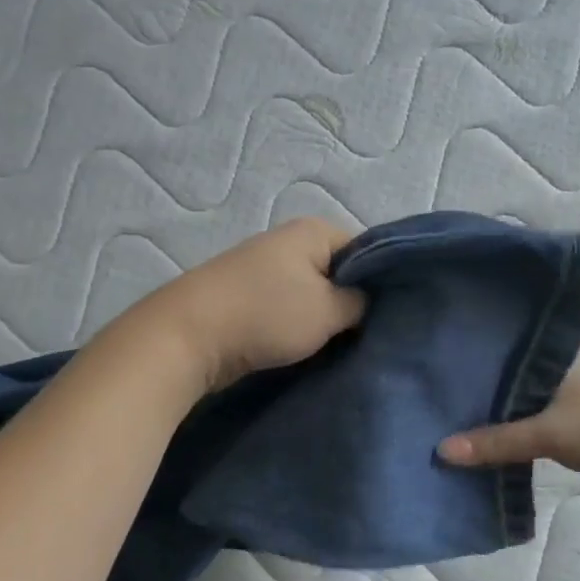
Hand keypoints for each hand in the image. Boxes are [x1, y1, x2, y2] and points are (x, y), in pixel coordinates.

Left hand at [140, 218, 366, 393]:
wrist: (188, 337)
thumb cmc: (266, 315)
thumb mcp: (329, 311)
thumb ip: (361, 303)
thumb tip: (371, 303)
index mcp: (313, 231)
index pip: (366, 250)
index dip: (381, 281)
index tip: (391, 314)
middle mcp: (288, 242)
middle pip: (338, 272)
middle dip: (352, 302)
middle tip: (370, 335)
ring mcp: (263, 269)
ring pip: (312, 294)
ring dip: (324, 319)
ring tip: (342, 346)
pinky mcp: (246, 297)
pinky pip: (287, 308)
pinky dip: (298, 327)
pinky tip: (308, 349)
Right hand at [437, 349, 579, 493]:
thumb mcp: (547, 433)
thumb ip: (496, 442)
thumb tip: (441, 451)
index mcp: (554, 353)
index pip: (504, 341)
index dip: (473, 348)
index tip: (437, 355)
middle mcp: (563, 365)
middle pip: (514, 371)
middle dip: (483, 381)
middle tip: (438, 389)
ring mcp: (577, 391)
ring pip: (529, 396)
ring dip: (503, 407)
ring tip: (457, 414)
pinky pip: (542, 419)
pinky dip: (523, 427)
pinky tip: (497, 437)